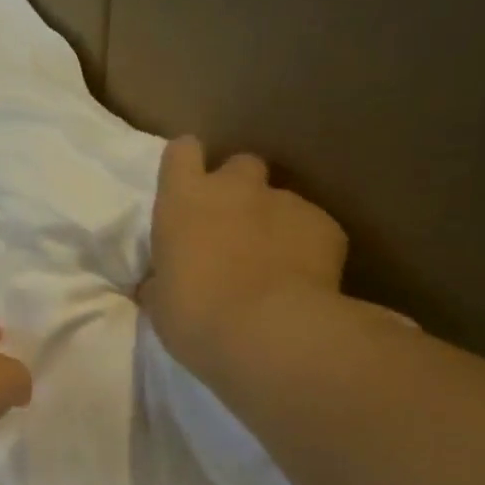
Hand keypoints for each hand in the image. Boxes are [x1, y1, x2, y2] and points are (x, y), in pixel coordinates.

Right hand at [139, 136, 348, 370]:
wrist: (270, 332)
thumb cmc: (196, 317)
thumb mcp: (160, 304)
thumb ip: (161, 281)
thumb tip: (159, 282)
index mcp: (184, 201)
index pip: (181, 152)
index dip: (186, 166)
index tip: (187, 188)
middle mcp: (235, 188)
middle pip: (239, 165)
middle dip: (237, 190)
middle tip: (232, 230)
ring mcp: (285, 202)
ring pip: (279, 200)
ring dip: (272, 223)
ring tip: (271, 266)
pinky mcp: (326, 225)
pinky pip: (312, 229)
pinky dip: (306, 248)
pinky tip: (302, 282)